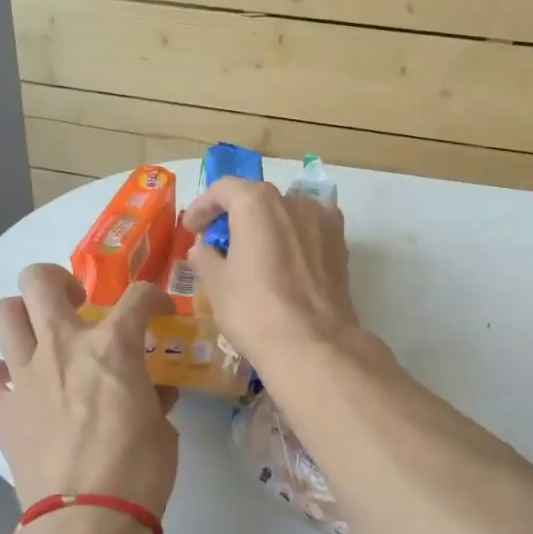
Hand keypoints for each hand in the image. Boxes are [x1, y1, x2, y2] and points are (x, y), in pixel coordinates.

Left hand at [0, 264, 178, 517]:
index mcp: (112, 347)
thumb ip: (155, 399)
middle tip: (76, 302)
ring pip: (2, 314)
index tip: (157, 311)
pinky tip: (13, 384)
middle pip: (40, 281)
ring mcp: (25, 376)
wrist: (87, 521)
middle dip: (58, 280)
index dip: (152, 298)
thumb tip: (155, 392)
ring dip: (20, 316)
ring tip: (39, 334)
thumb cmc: (138, 472)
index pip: (137, 297)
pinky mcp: (1, 410)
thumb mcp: (162, 429)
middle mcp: (63, 347)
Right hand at [183, 178, 360, 369]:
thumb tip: (202, 250)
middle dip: (235, 216)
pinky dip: (292, 239)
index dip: (202, 207)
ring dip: (267, 226)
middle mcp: (293, 201)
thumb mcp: (217, 285)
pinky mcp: (341, 245)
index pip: (223, 189)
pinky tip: (284, 263)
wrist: (313, 344)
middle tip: (218, 242)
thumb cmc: (254, 310)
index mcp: (257, 202)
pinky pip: (309, 231)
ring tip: (254, 254)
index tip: (191, 229)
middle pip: (257, 199)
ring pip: (286, 214)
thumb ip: (205, 259)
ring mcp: (323, 221)